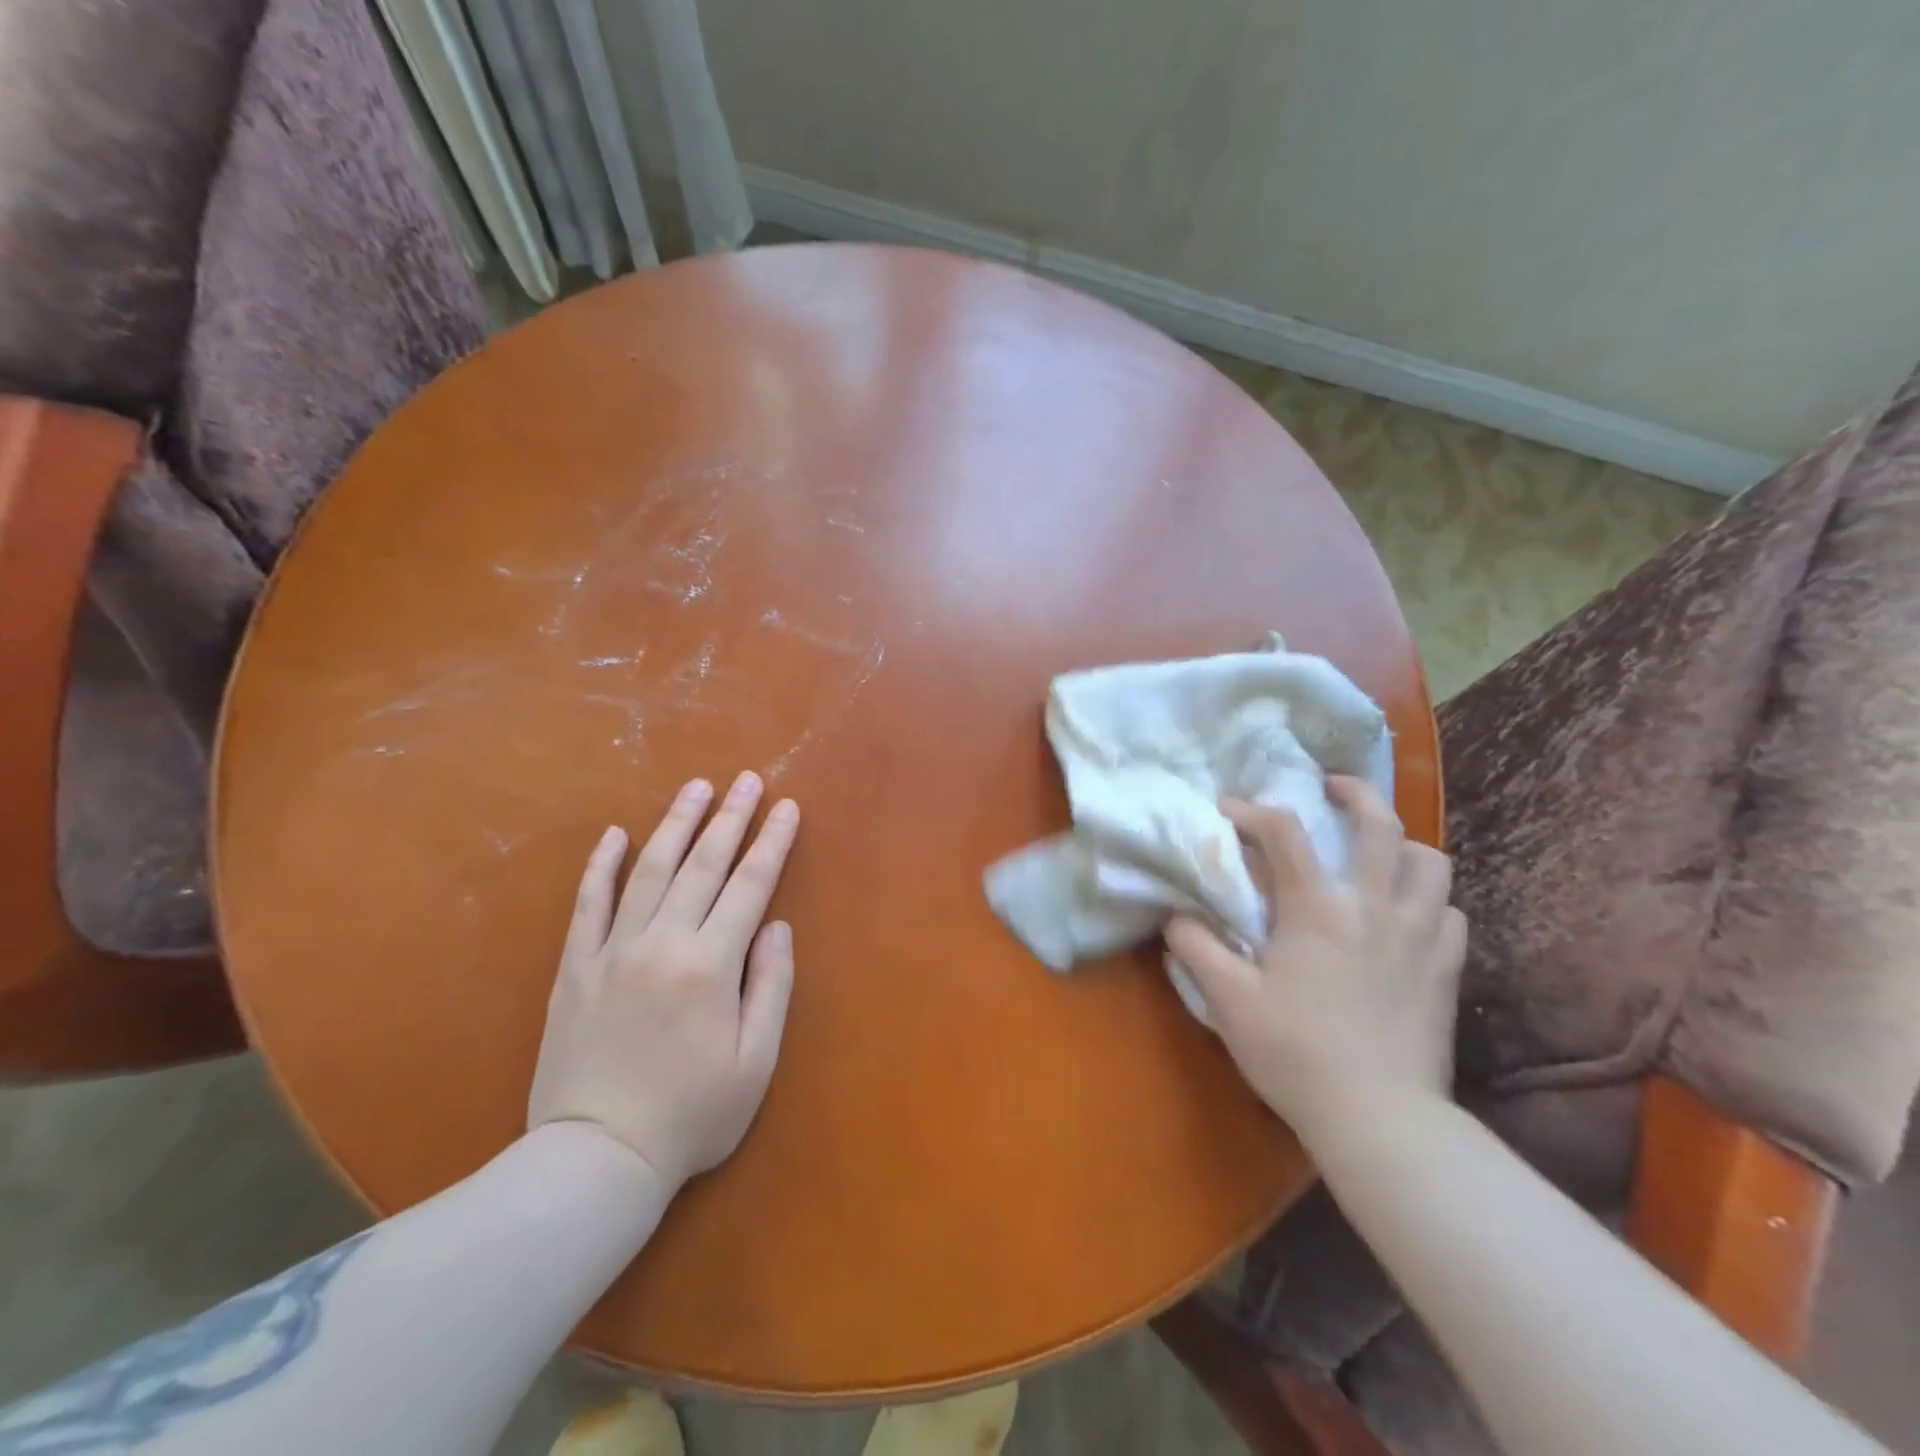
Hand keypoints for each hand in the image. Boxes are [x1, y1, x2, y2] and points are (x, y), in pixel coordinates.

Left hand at [528, 772, 800, 1191]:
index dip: (772, 842)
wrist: (597, 1160)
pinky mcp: (576, 968)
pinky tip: (615, 835)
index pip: (750, 885)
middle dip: (729, 817)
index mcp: (711, 964)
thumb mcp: (755, 1061)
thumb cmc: (690, 1115)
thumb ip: (771, 986)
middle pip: (703, 864)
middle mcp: (663, 942)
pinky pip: (588, 904)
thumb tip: (776, 926)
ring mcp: (613, 951)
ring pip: (649, 870)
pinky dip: (602, 866)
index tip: (787, 807)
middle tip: (745, 779)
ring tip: (695, 787)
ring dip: (675, 824)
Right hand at [1167, 777, 1465, 1142]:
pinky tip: (1407, 913)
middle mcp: (1374, 906)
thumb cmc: (1295, 1053)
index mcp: (1317, 909)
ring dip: (1400, 844)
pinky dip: (1428, 898)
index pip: (1284, 833)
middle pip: (1379, 824)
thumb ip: (1195, 947)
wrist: (1380, 1120)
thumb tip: (1176, 915)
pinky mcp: (1446, 969)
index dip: (1252, 811)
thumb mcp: (1227, 1000)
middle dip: (1354, 793)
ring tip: (1376, 853)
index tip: (1229, 810)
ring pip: (1431, 861)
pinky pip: (1450, 911)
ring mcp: (1420, 936)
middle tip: (1331, 788)